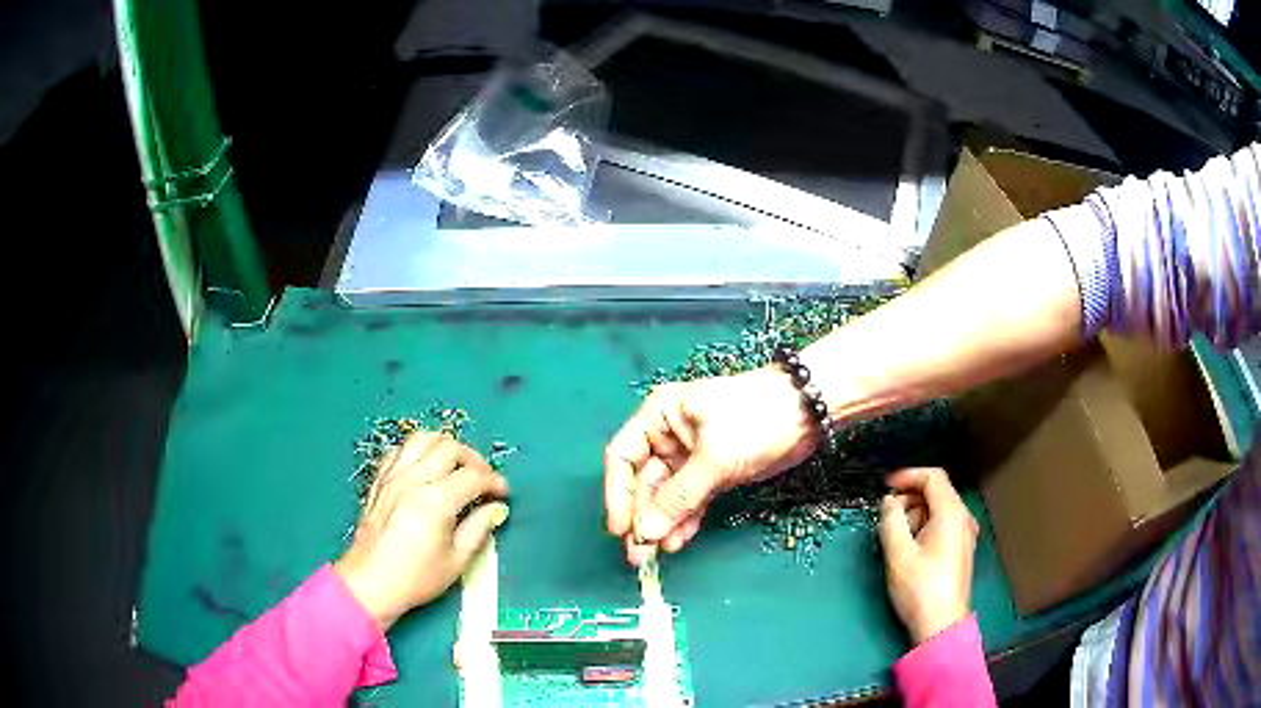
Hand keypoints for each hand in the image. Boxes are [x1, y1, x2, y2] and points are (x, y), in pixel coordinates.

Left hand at [335, 432, 509, 631]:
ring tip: (457, 466)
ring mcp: (392, 477)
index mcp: (435, 502)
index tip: (503, 494)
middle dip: (474, 459)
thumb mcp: (456, 562)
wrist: (370, 583)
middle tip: (484, 479)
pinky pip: (400, 450)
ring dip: (446, 446)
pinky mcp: (379, 481)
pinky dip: (418, 451)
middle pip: (449, 447)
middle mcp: (413, 480)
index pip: (473, 476)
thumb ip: (478, 529)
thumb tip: (495, 508)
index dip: (494, 481)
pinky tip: (426, 468)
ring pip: (422, 439)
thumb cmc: (416, 579)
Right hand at [604, 367, 817, 563]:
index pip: (623, 456)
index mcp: (659, 417)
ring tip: (657, 556)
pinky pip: (690, 502)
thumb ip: (678, 497)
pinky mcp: (713, 475)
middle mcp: (669, 437)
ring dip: (661, 524)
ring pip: (666, 497)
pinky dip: (685, 521)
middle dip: (642, 517)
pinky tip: (679, 541)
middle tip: (640, 554)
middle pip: (644, 482)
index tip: (620, 528)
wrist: (808, 412)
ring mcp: (691, 458)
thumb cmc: (754, 420)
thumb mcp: (714, 458)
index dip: (617, 493)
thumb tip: (646, 533)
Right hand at [878, 468, 978, 644]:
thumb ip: (891, 520)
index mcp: (951, 513)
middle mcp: (963, 518)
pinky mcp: (961, 550)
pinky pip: (943, 525)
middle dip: (910, 498)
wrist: (941, 624)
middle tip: (887, 517)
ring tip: (895, 537)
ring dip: (916, 514)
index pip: (933, 477)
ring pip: (939, 510)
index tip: (886, 487)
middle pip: (937, 492)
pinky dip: (925, 527)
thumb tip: (890, 501)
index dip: (908, 476)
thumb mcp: (898, 553)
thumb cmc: (919, 587)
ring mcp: (965, 534)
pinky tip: (910, 548)